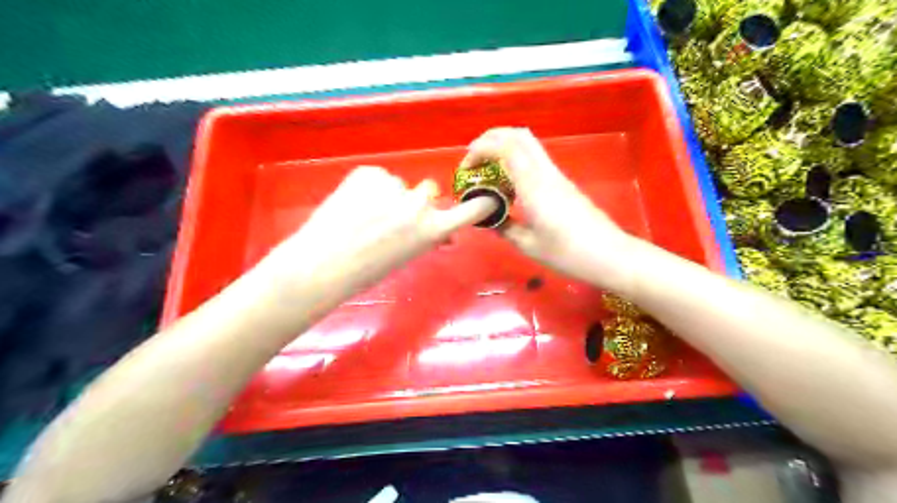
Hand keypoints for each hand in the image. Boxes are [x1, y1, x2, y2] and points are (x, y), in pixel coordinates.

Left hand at [254, 167, 497, 312]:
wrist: (323, 263)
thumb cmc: (366, 271)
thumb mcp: (406, 257)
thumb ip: (426, 239)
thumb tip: (443, 234)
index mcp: (431, 230)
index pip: (470, 211)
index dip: (481, 204)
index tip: (489, 198)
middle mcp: (419, 205)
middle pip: (428, 192)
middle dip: (415, 201)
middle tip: (390, 218)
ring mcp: (395, 186)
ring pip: (399, 186)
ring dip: (388, 195)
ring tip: (363, 214)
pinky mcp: (371, 172)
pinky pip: (378, 177)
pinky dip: (369, 187)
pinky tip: (352, 204)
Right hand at [462, 128, 636, 294]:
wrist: (609, 255)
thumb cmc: (567, 253)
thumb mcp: (528, 245)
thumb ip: (505, 227)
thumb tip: (490, 218)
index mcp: (533, 186)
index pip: (505, 148)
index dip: (480, 149)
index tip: (465, 168)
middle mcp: (545, 173)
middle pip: (518, 135)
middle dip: (491, 138)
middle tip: (473, 158)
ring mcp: (556, 175)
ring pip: (528, 144)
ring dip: (504, 146)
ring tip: (487, 168)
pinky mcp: (563, 182)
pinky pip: (535, 159)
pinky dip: (516, 159)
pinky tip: (509, 182)